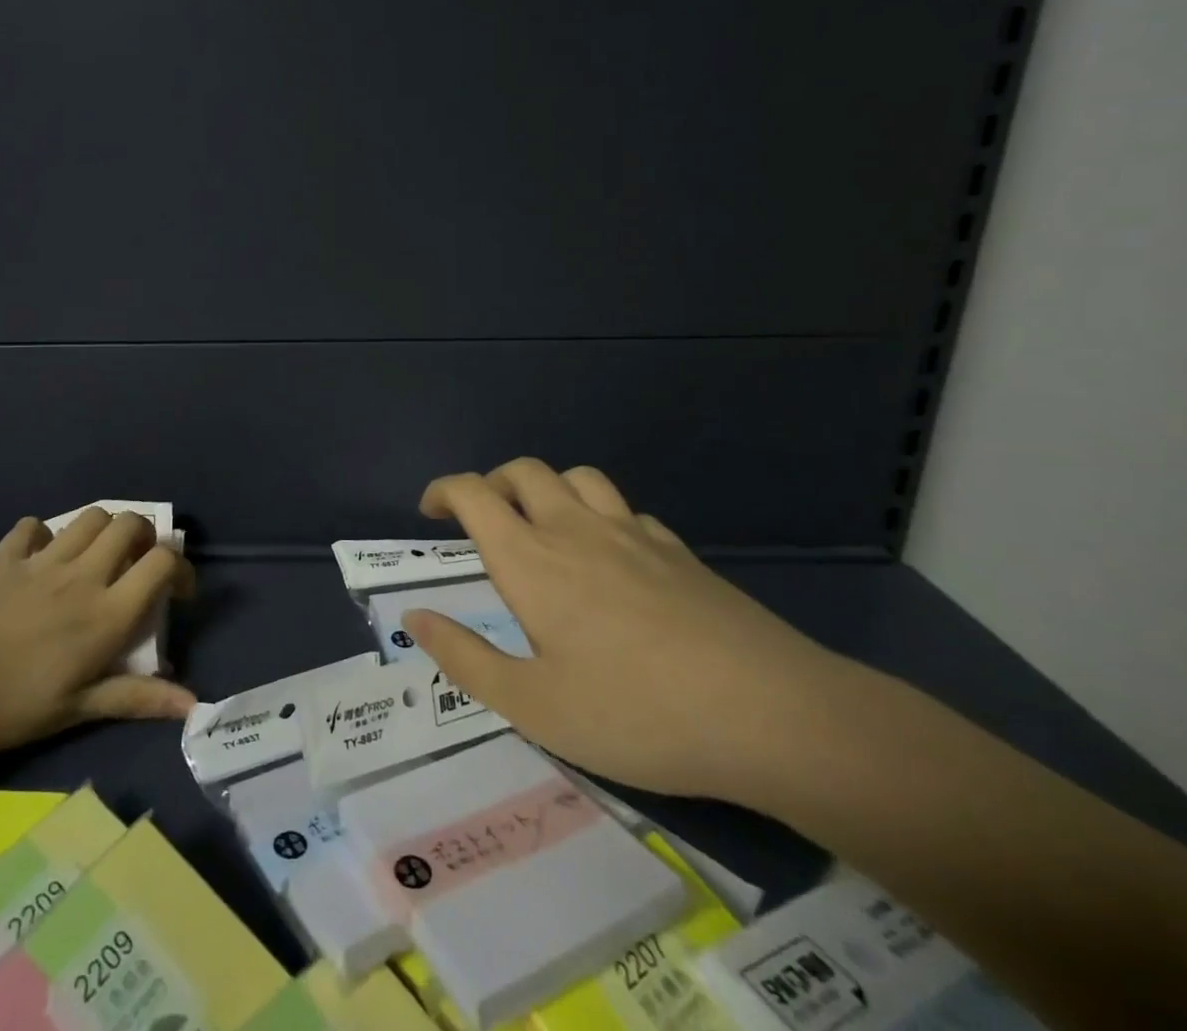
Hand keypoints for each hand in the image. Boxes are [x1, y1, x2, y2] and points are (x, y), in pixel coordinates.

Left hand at [0, 510, 195, 755]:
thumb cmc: (3, 705)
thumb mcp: (73, 710)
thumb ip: (134, 697)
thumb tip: (193, 704)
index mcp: (104, 613)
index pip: (161, 563)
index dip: (180, 568)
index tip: (178, 592)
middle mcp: (81, 574)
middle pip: (129, 524)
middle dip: (144, 536)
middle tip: (136, 566)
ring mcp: (41, 559)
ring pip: (89, 516)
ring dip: (102, 529)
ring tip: (95, 557)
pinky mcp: (4, 555)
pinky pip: (34, 526)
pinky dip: (45, 534)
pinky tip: (38, 557)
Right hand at [405, 459, 854, 801]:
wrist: (772, 714)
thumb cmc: (636, 713)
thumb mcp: (534, 706)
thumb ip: (465, 658)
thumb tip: (415, 617)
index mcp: (532, 560)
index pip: (474, 494)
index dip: (444, 491)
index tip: (430, 511)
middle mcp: (576, 530)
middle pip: (523, 471)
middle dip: (491, 483)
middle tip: (482, 521)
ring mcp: (632, 534)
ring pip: (576, 477)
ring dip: (547, 488)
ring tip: (543, 527)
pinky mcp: (678, 551)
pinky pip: (625, 510)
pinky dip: (601, 516)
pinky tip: (612, 557)